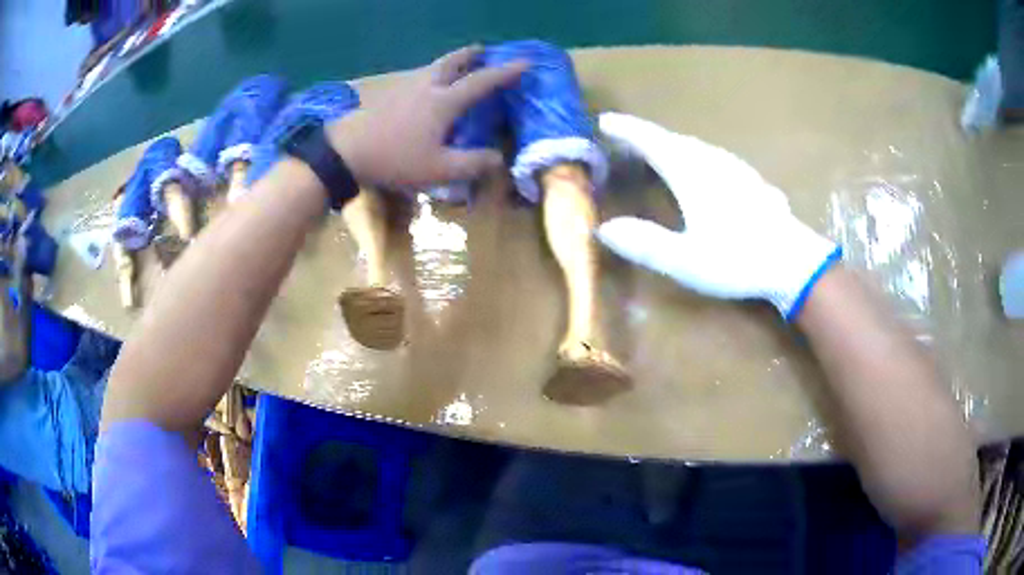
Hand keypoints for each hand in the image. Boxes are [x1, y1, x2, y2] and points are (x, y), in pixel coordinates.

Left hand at [326, 46, 527, 188]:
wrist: (345, 152)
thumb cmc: (395, 159)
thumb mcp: (438, 170)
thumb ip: (472, 164)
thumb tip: (498, 158)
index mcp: (444, 101)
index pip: (482, 82)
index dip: (506, 72)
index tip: (526, 62)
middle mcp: (427, 86)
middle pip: (452, 62)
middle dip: (470, 55)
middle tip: (483, 50)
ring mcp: (404, 88)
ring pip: (432, 67)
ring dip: (449, 62)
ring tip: (458, 66)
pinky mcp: (387, 95)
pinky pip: (417, 78)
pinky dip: (430, 75)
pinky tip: (426, 88)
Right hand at [595, 112, 840, 319]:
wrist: (794, 263)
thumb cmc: (740, 260)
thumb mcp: (687, 260)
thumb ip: (646, 244)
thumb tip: (604, 229)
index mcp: (693, 174)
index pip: (653, 141)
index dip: (628, 130)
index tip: (605, 121)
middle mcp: (712, 162)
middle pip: (673, 140)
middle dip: (646, 136)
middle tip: (624, 139)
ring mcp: (735, 169)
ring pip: (695, 147)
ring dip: (670, 145)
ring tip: (656, 152)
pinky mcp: (750, 180)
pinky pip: (713, 157)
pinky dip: (694, 156)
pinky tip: (700, 169)